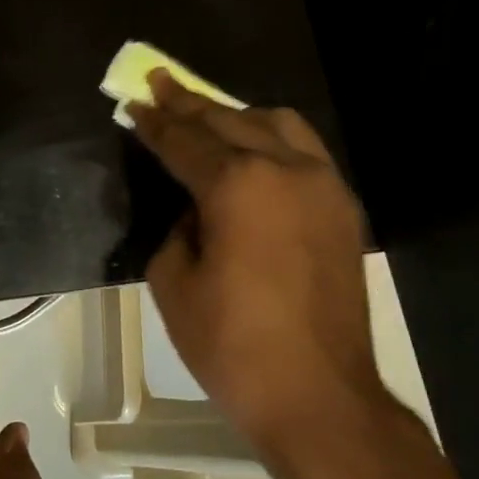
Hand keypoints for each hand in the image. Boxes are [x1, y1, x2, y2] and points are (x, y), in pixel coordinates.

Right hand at [129, 69, 390, 453]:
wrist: (318, 395)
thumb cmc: (231, 345)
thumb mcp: (173, 283)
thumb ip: (176, 229)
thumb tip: (193, 210)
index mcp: (238, 185)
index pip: (184, 142)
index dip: (154, 123)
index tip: (134, 102)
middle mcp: (286, 169)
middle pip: (229, 121)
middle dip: (189, 103)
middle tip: (159, 83)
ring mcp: (324, 185)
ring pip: (278, 125)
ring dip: (236, 115)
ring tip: (207, 116)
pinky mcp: (344, 209)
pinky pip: (306, 153)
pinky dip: (274, 140)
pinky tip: (255, 152)